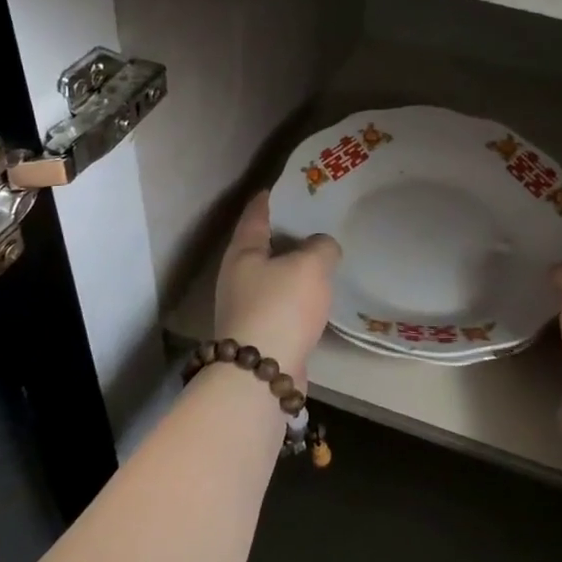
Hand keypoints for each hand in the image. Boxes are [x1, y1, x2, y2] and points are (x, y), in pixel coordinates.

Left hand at [213, 191, 339, 378]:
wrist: (262, 376)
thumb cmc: (281, 307)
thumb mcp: (310, 264)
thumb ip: (321, 246)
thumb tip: (322, 247)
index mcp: (243, 251)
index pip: (256, 213)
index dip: (272, 197)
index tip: (288, 185)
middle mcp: (238, 276)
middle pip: (264, 244)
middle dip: (288, 231)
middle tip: (317, 218)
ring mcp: (247, 307)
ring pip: (274, 275)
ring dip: (294, 266)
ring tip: (323, 255)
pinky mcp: (261, 333)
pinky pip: (282, 302)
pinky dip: (298, 294)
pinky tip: (319, 294)